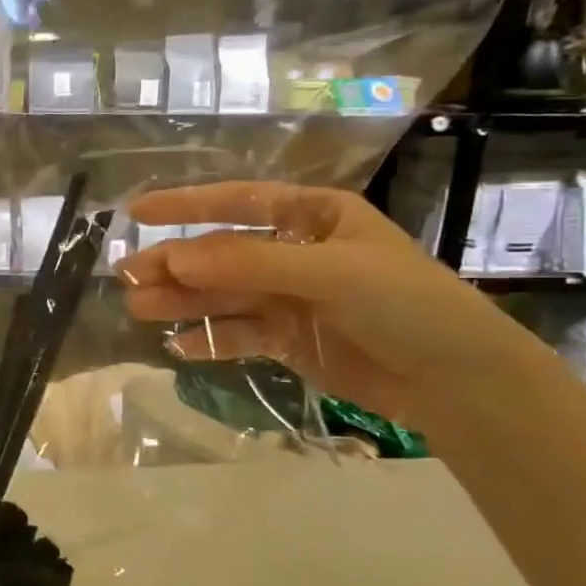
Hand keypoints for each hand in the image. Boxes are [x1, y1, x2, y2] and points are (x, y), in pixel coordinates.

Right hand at [117, 182, 542, 432]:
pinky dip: (209, 339)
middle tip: (126, 277)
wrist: (459, 382)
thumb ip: (251, 265)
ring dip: (182, 303)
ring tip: (138, 310)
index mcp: (312, 217)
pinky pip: (237, 334)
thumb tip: (175, 259)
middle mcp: (295, 252)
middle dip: (175, 265)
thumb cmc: (407, 305)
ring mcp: (289, 297)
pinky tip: (179, 346)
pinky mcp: (288, 339)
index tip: (137, 211)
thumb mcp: (331, 273)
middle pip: (220, 255)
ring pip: (222, 296)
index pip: (238, 203)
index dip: (186, 205)